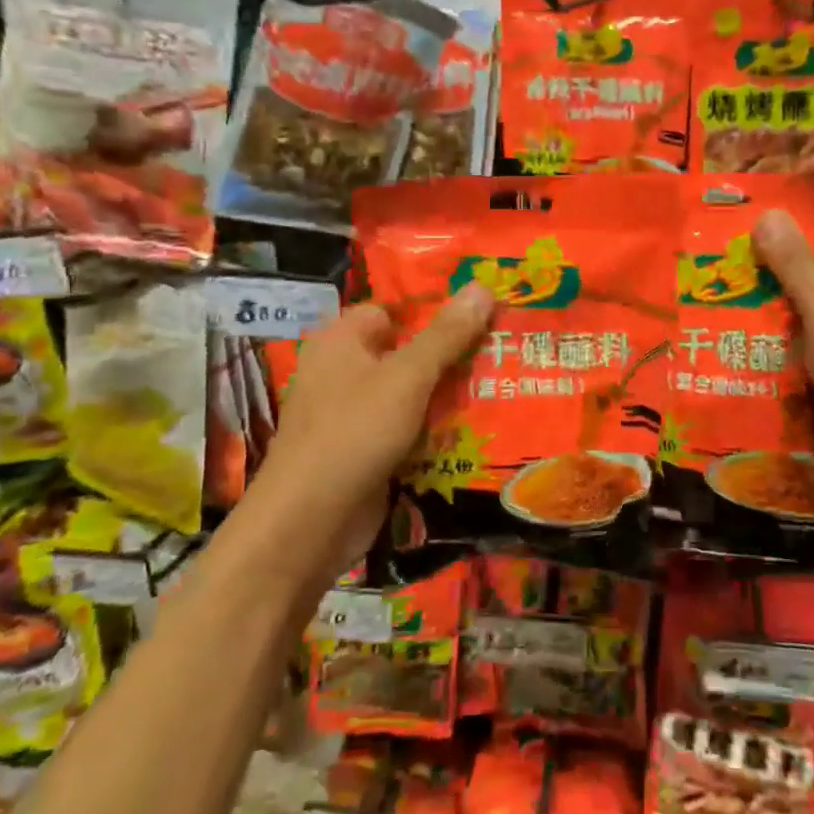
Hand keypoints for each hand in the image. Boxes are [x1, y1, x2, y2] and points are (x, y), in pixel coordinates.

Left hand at [238, 283, 493, 583]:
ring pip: (413, 392)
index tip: (482, 311)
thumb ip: (446, 335)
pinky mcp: (368, 451)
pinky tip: (482, 426)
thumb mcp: (406, 377)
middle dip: (453, 352)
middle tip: (504, 346)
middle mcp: (345, 371)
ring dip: (451, 393)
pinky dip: (438, 428)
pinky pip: (410, 427)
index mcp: (342, 341)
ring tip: (504, 382)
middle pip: (408, 350)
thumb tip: (482, 286)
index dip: (434, 308)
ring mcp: (356, 414)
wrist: (308, 526)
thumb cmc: (352, 434)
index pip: (393, 309)